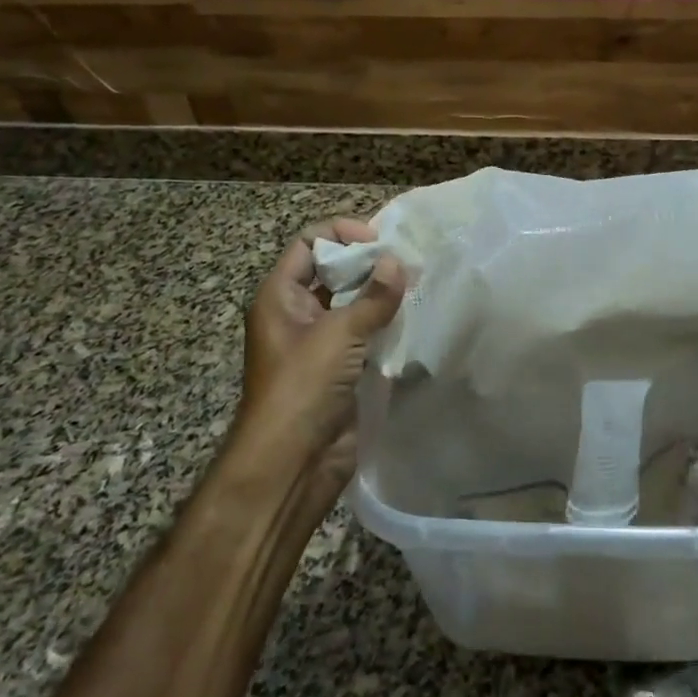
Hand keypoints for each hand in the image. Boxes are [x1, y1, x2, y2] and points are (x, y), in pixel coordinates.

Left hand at [235, 218, 404, 498]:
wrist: (291, 463)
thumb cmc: (302, 387)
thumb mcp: (338, 334)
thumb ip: (373, 297)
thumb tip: (397, 262)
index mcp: (280, 296)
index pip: (308, 244)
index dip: (341, 234)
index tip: (378, 240)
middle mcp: (296, 313)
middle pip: (332, 271)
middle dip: (368, 263)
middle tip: (407, 262)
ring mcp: (318, 342)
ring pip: (352, 302)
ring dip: (380, 293)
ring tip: (417, 285)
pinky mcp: (340, 367)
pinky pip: (364, 333)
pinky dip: (385, 322)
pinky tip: (412, 318)